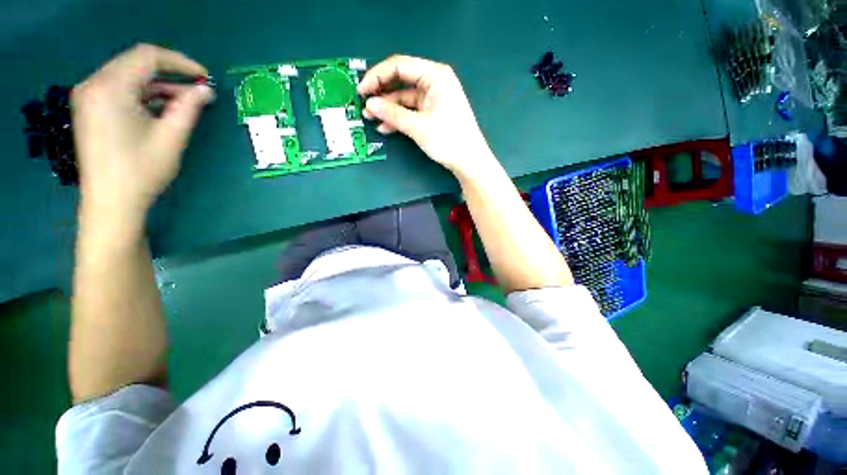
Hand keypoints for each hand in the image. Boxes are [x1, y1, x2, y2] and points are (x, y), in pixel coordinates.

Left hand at [72, 44, 213, 220]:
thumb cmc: (141, 170)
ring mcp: (89, 97)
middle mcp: (94, 84)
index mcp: (110, 87)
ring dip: (158, 85)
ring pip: (128, 77)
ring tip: (185, 101)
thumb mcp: (171, 136)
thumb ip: (189, 107)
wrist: (111, 202)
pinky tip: (162, 108)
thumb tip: (205, 90)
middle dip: (170, 73)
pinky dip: (143, 95)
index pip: (147, 56)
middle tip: (197, 89)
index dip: (180, 62)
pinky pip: (120, 90)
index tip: (204, 76)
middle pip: (136, 63)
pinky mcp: (90, 110)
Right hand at [358, 55, 496, 178]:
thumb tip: (369, 105)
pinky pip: (411, 111)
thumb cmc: (448, 139)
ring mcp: (434, 98)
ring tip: (371, 119)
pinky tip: (386, 127)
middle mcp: (434, 82)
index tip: (361, 90)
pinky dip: (399, 118)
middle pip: (401, 81)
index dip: (377, 76)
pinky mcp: (433, 113)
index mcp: (434, 75)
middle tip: (364, 106)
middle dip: (382, 94)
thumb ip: (392, 114)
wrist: (469, 160)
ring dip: (388, 109)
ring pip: (404, 99)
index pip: (399, 66)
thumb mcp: (418, 126)